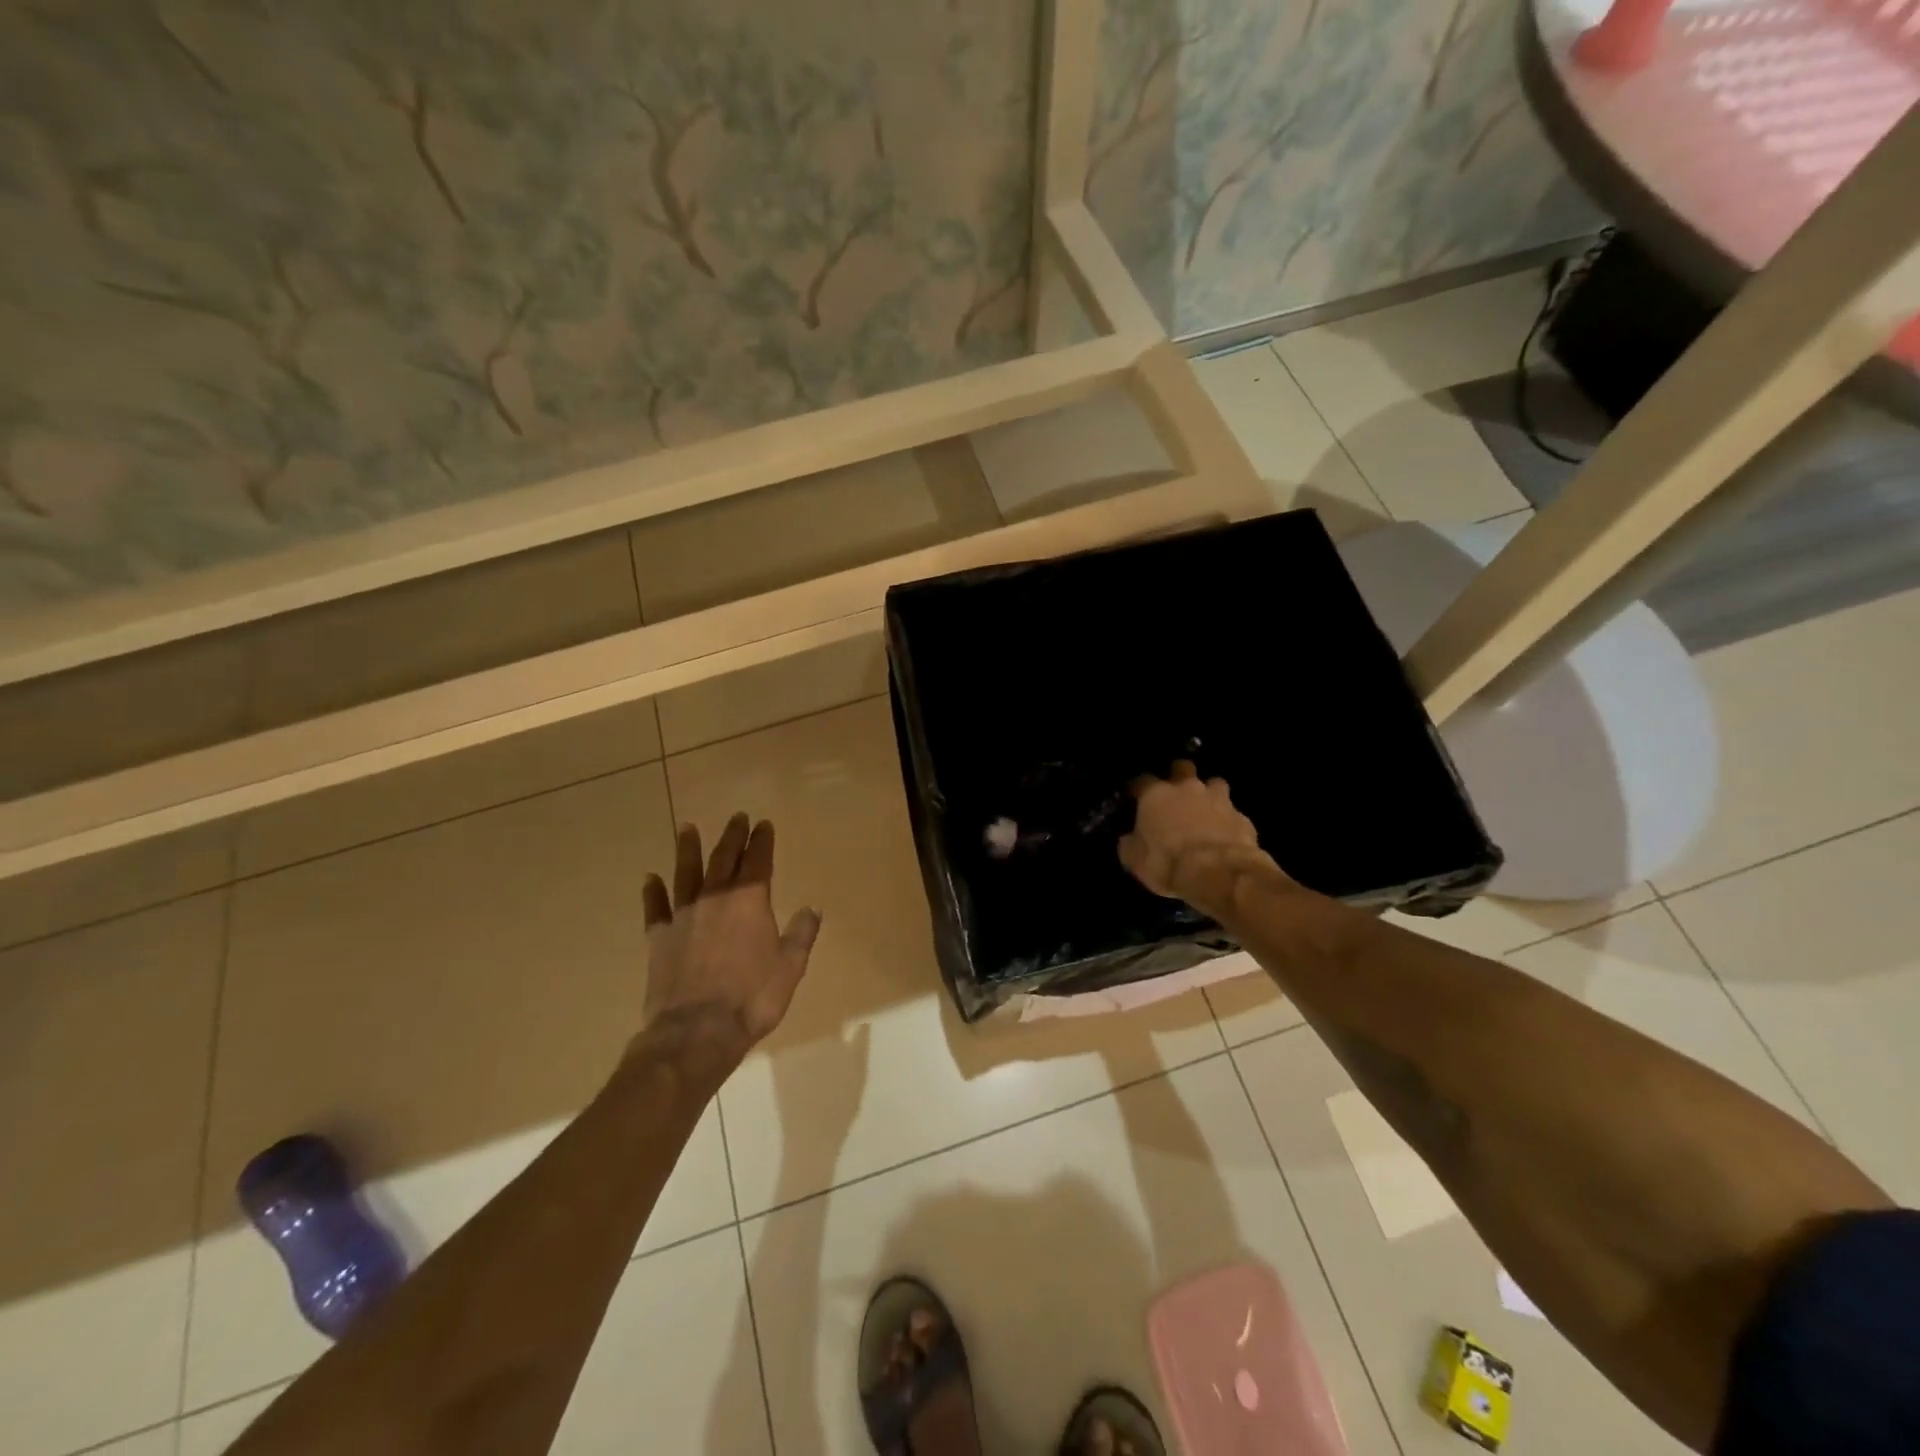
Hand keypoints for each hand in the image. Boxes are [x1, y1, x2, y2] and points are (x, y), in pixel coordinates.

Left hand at [639, 813, 821, 1064]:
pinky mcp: (658, 937)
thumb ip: (802, 933)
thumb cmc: (752, 998)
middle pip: (724, 859)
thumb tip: (813, 907)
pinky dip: (653, 891)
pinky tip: (650, 878)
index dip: (762, 841)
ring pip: (686, 873)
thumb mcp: (790, 967)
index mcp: (750, 901)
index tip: (763, 824)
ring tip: (687, 828)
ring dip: (688, 849)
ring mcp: (683, 916)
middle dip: (732, 836)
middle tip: (736, 817)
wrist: (697, 1031)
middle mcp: (715, 898)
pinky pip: (655, 907)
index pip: (758, 861)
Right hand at [1118, 761, 1276, 912]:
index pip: (1142, 781)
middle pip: (1183, 768)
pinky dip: (1228, 822)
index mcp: (1156, 795)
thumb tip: (1129, 839)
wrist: (1218, 874)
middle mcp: (1187, 789)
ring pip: (1215, 784)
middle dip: (1179, 776)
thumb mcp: (1135, 860)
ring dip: (1209, 795)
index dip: (1139, 789)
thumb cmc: (1167, 863)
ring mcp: (1219, 800)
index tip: (1137, 798)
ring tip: (1206, 811)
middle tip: (1176, 794)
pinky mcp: (1242, 818)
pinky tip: (1226, 837)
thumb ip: (1130, 844)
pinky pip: (1233, 814)